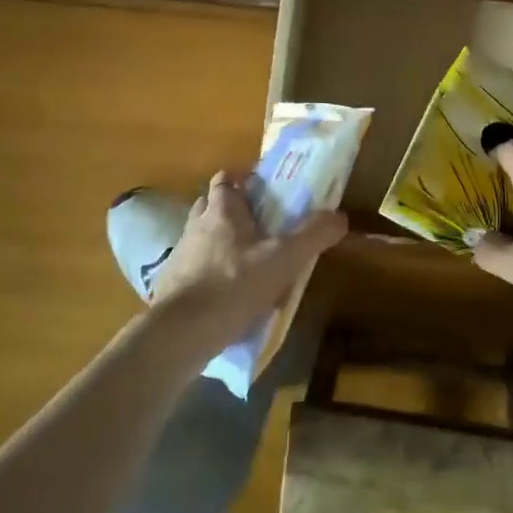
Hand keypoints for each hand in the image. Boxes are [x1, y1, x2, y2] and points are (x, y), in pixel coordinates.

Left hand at [148, 170, 347, 358]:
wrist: (181, 333)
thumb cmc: (233, 284)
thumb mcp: (283, 259)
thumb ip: (313, 235)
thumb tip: (341, 217)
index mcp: (221, 210)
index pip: (226, 179)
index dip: (242, 180)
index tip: (262, 190)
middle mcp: (196, 225)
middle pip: (212, 206)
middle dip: (232, 211)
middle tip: (258, 226)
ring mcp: (180, 255)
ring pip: (202, 237)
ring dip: (220, 243)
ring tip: (246, 261)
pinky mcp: (172, 285)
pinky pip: (194, 269)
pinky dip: (209, 274)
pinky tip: (227, 293)